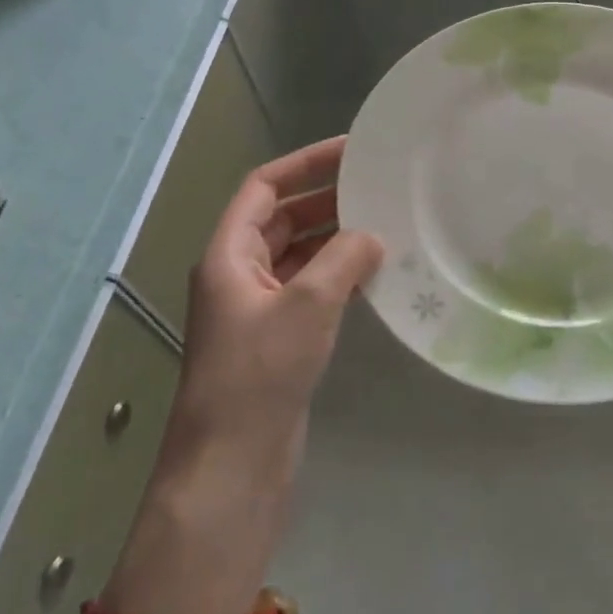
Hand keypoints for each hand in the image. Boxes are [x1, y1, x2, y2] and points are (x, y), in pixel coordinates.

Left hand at [166, 137, 382, 478]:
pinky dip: (337, 274)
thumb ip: (344, 258)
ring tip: (383, 223)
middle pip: (281, 218)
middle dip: (325, 199)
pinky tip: (373, 273)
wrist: (233, 462)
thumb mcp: (308, 305)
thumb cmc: (260, 373)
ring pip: (298, 254)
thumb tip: (371, 236)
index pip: (264, 188)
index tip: (351, 151)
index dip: (305, 164)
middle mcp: (238, 274)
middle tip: (377, 186)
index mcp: (229, 254)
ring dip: (334, 238)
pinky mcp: (276, 337)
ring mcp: (256, 308)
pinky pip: (308, 288)